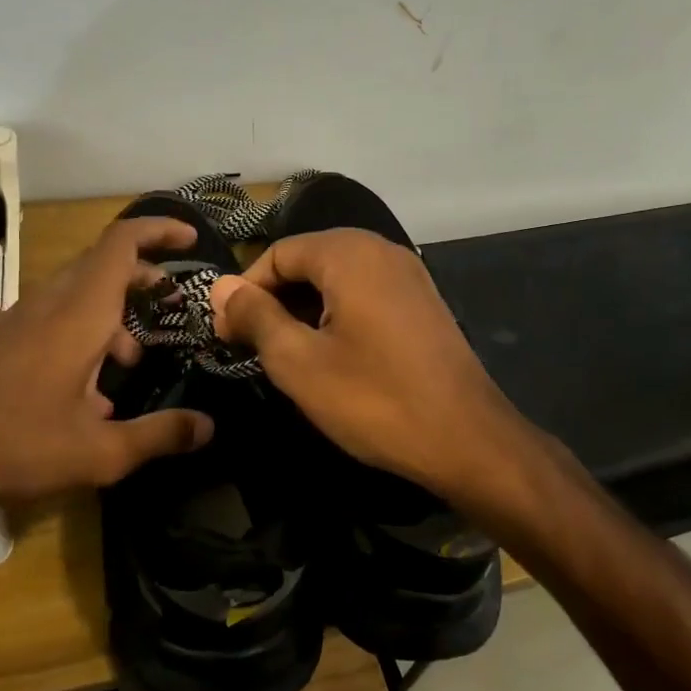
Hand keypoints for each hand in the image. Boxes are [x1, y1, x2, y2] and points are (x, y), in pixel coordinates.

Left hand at [0, 217, 213, 521]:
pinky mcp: (6, 338)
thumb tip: (208, 427)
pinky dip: (87, 332)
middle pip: (105, 264)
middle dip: (144, 276)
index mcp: (81, 313)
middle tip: (172, 305)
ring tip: (134, 360)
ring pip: (81, 292)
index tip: (190, 240)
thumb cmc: (12, 443)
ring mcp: (24, 318)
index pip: (122, 243)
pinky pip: (58, 316)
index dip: (159, 230)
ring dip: (115, 312)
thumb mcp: (98, 452)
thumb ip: (158, 436)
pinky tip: (90, 392)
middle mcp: (53, 302)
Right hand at [208, 228, 537, 509]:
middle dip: (274, 299)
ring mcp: (408, 274)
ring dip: (304, 309)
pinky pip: (365, 293)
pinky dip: (337, 314)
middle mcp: (382, 250)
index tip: (226, 334)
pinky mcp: (422, 301)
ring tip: (285, 353)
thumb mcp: (299, 361)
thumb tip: (222, 288)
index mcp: (350, 253)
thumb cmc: (374, 399)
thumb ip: (256, 317)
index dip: (245, 291)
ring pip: (337, 278)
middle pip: (308, 260)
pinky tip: (330, 353)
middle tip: (250, 346)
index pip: (278, 254)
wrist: (468, 439)